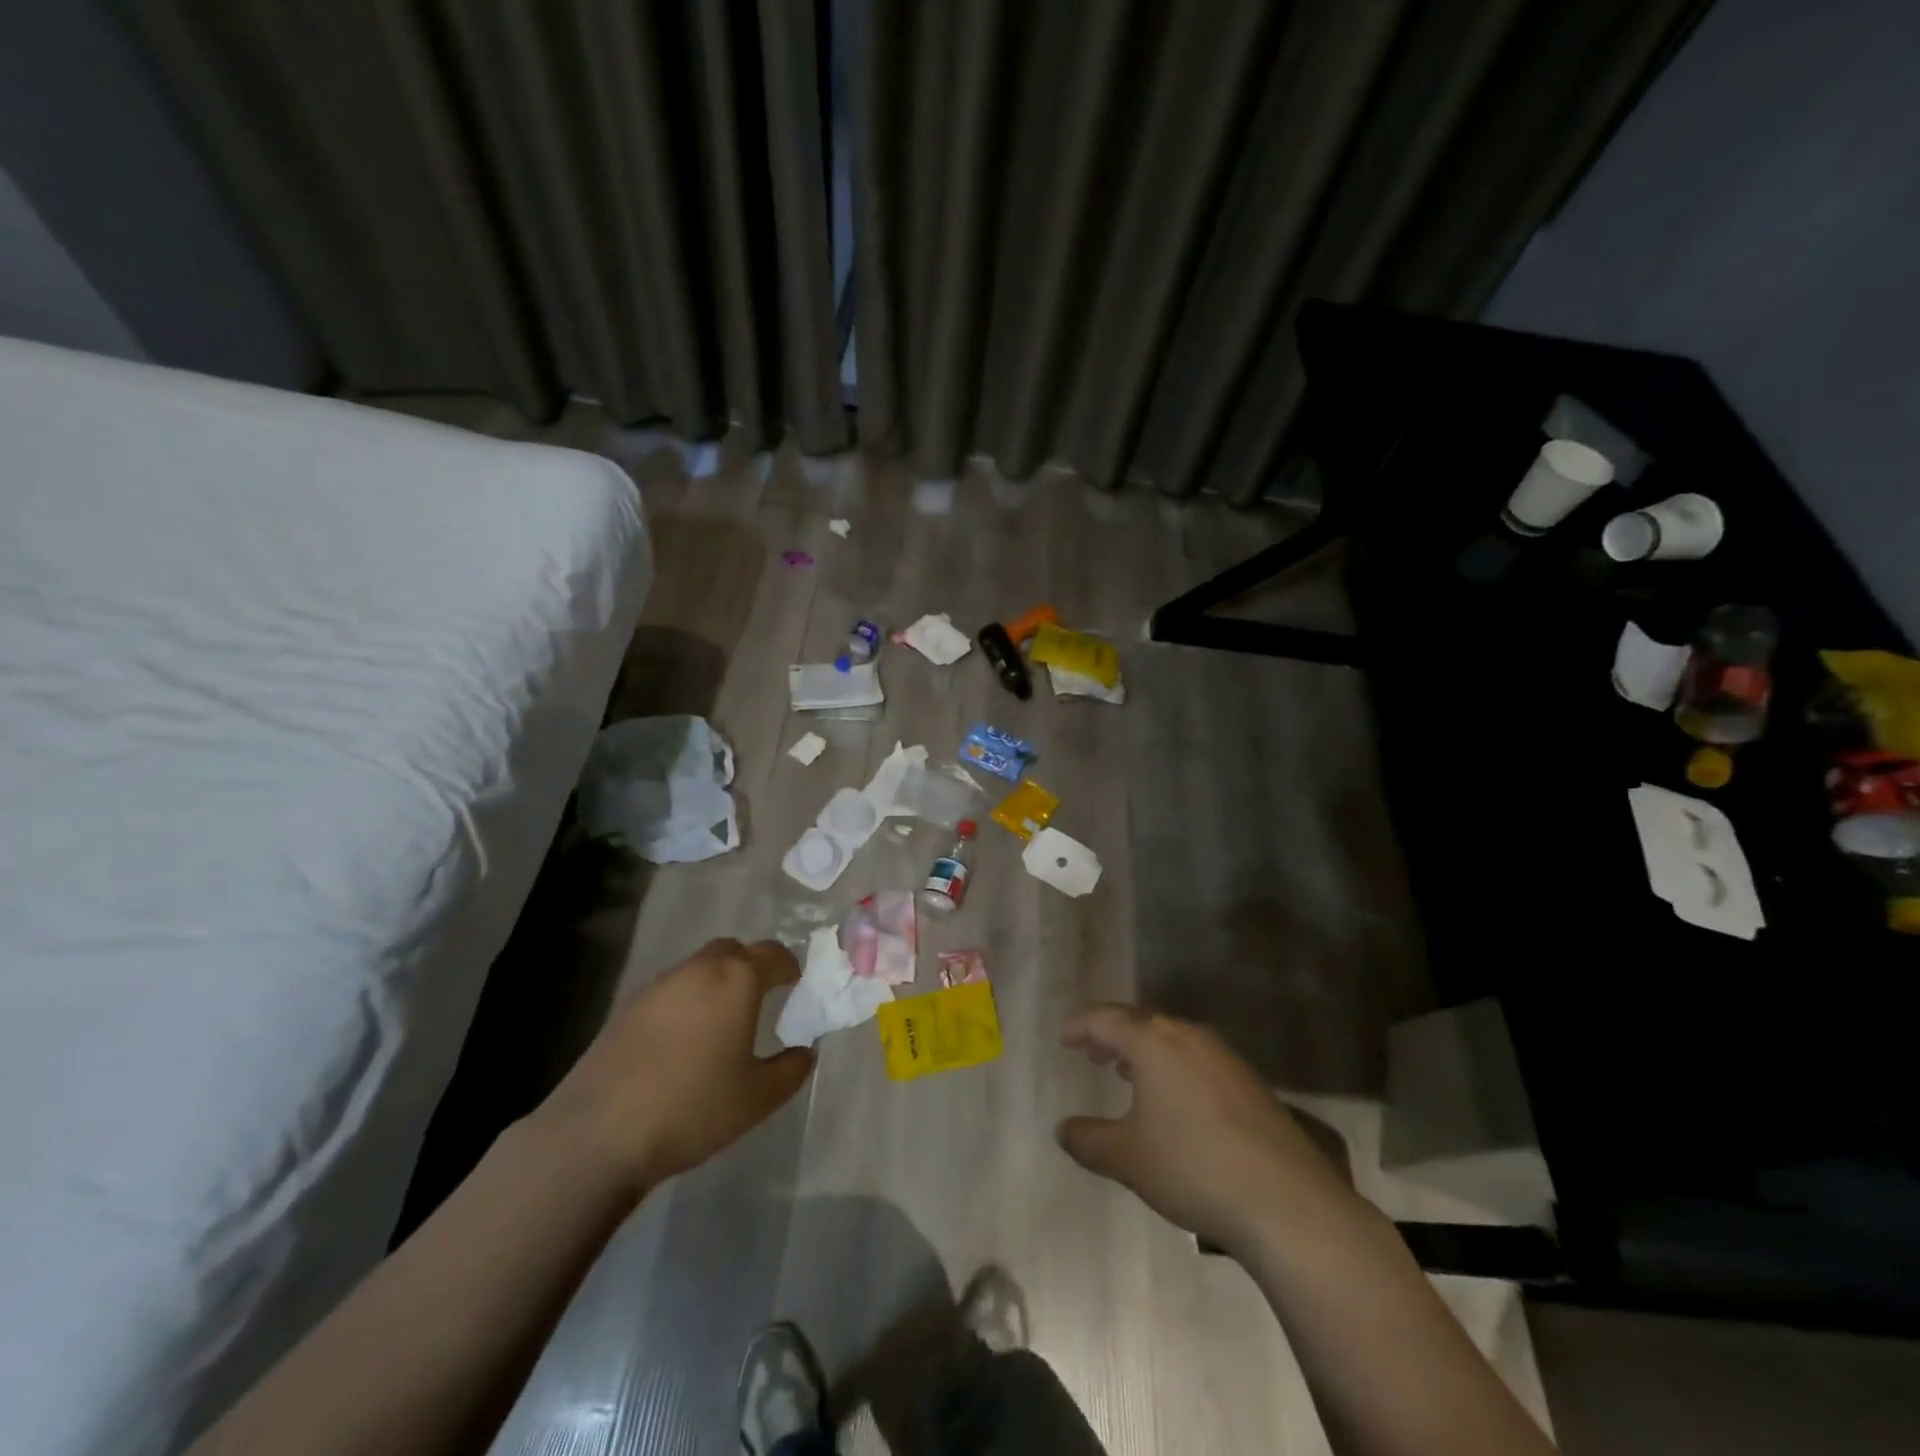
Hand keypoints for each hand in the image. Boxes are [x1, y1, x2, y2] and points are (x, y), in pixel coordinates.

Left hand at [538, 938, 813, 1196]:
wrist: (598, 1134)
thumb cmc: (693, 1108)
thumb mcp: (758, 1098)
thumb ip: (791, 1070)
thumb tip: (804, 1052)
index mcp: (737, 980)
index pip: (773, 954)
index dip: (789, 968)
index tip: (795, 987)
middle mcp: (698, 970)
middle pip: (732, 951)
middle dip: (750, 967)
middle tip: (758, 1000)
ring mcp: (657, 986)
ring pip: (697, 969)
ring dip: (714, 984)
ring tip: (719, 1025)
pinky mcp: (626, 1008)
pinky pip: (669, 992)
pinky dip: (684, 1003)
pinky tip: (681, 1044)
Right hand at [1057, 1004, 1349, 1253]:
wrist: (1285, 1201)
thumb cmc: (1192, 1167)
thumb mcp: (1127, 1158)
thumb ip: (1088, 1140)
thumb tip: (1062, 1129)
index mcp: (1153, 1042)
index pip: (1106, 1019)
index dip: (1081, 1026)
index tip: (1064, 1038)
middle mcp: (1188, 1037)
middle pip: (1142, 1021)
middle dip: (1113, 1034)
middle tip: (1093, 1052)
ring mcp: (1224, 1057)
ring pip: (1172, 1038)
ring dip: (1145, 1050)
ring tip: (1127, 1072)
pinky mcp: (1250, 1082)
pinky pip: (1198, 1058)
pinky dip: (1174, 1066)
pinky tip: (1175, 1100)